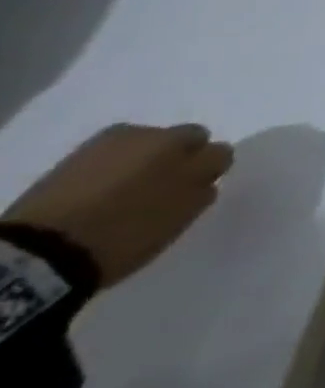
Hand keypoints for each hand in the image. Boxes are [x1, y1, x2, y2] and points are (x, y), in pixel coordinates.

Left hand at [3, 123, 235, 286]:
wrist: (41, 251)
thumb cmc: (123, 238)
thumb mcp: (177, 220)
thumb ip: (199, 193)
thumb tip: (205, 180)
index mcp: (192, 157)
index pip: (219, 152)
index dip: (209, 171)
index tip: (195, 189)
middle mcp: (164, 138)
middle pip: (190, 136)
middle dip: (183, 155)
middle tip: (164, 183)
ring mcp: (123, 140)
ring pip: (152, 139)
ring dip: (149, 156)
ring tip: (129, 185)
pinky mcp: (87, 147)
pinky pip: (117, 147)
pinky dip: (117, 160)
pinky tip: (104, 184)